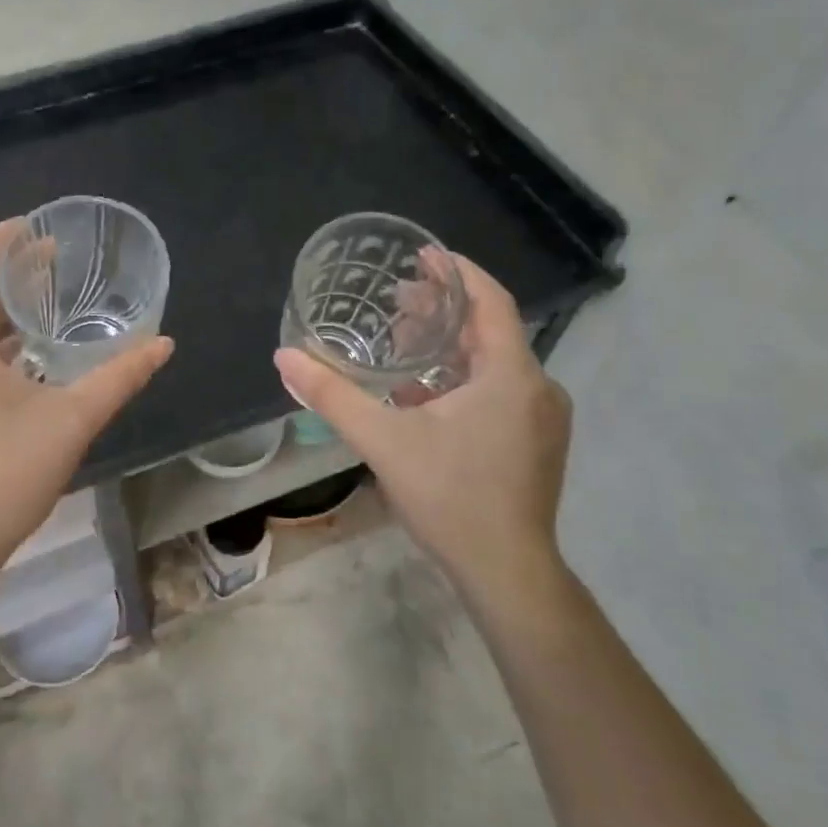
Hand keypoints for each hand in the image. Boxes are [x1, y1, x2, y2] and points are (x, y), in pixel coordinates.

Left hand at [0, 219, 173, 564]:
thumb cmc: (8, 473)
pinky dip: (1, 337)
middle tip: (54, 255)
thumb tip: (163, 344)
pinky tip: (36, 349)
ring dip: (5, 305)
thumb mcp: (73, 419)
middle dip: (9, 270)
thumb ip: (120, 377)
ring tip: (50, 293)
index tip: (34, 224)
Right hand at [274, 256, 570, 591]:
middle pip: (490, 330)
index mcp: (511, 375)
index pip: (491, 301)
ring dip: (451, 346)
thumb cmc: (450, 497)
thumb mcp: (383, 441)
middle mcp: (537, 387)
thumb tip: (284, 357)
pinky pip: (500, 390)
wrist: (506, 572)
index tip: (423, 254)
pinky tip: (424, 394)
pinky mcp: (537, 442)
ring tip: (404, 341)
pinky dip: (463, 378)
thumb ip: (332, 396)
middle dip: (444, 310)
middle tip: (398, 298)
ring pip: (494, 362)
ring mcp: (543, 418)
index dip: (458, 272)